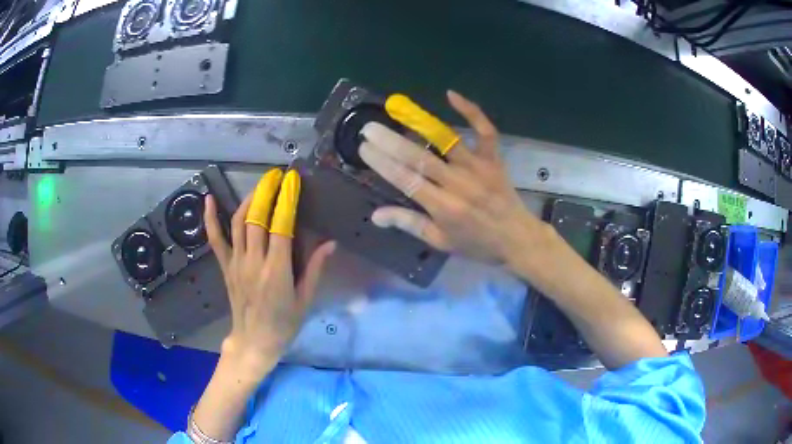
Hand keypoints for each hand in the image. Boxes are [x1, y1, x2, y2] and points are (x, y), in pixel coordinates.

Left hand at [204, 169, 334, 377]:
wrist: (254, 342)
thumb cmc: (284, 324)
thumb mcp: (305, 301)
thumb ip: (315, 269)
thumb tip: (330, 243)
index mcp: (277, 271)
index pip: (281, 226)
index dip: (287, 201)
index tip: (293, 181)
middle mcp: (254, 262)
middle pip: (257, 218)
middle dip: (267, 192)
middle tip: (277, 175)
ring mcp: (236, 263)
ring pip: (238, 223)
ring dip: (249, 199)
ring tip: (260, 184)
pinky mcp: (225, 266)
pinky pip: (216, 239)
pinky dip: (211, 219)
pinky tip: (210, 200)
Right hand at [359, 90, 553, 268]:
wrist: (517, 238)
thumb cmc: (477, 243)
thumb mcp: (441, 241)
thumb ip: (409, 224)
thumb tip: (375, 215)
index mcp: (443, 207)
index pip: (407, 180)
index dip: (383, 163)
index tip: (364, 148)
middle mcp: (458, 184)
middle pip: (420, 158)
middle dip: (391, 142)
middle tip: (369, 128)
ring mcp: (478, 167)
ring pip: (446, 141)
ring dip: (420, 124)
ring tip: (398, 109)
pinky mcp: (493, 158)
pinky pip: (484, 130)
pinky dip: (471, 111)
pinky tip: (451, 95)